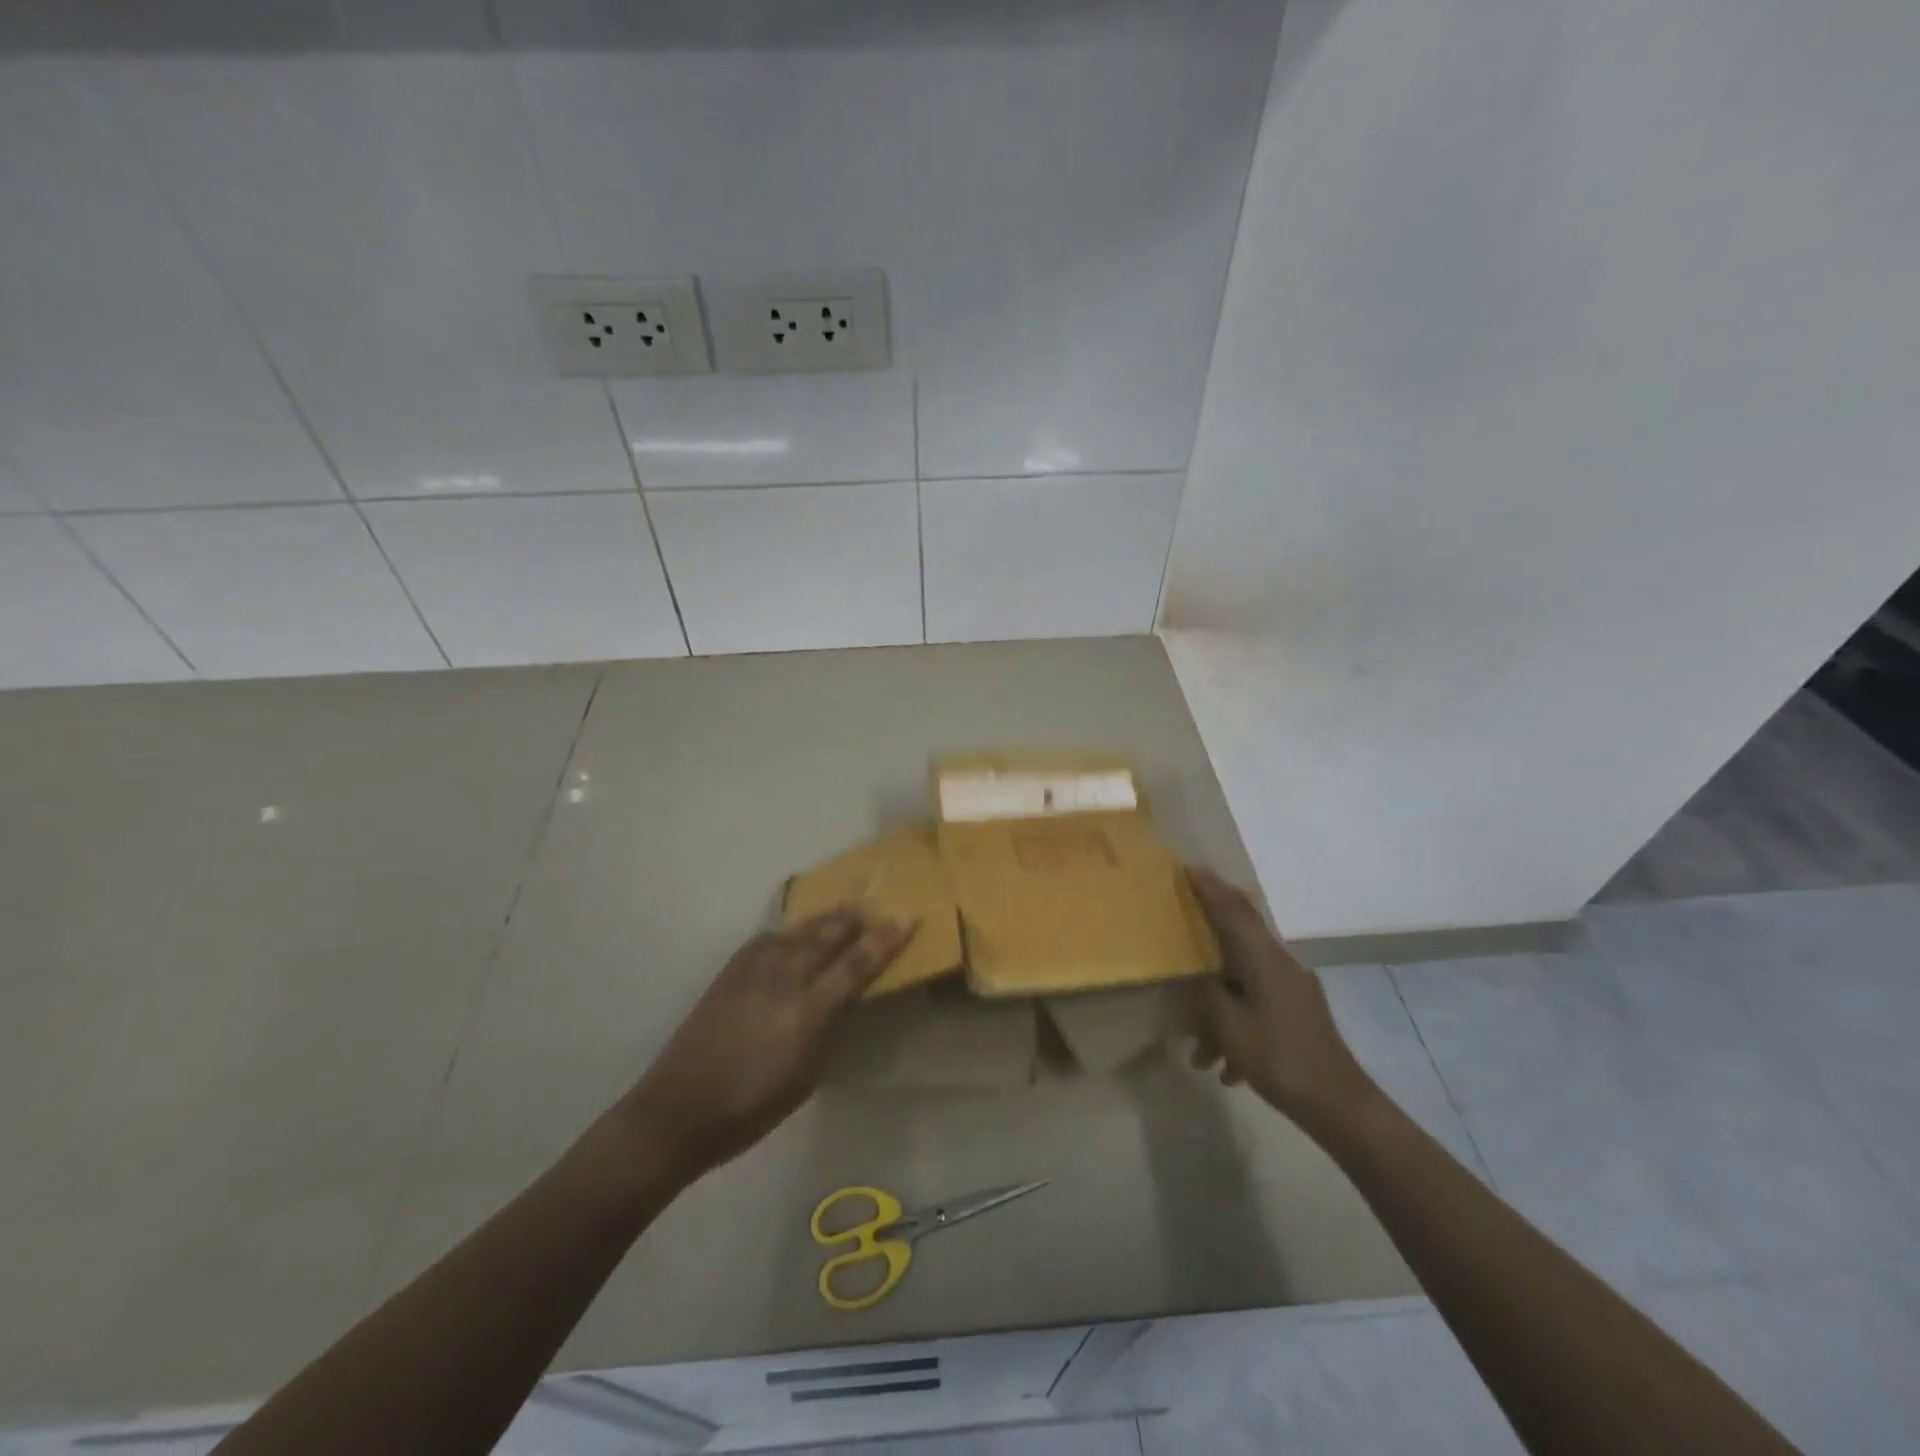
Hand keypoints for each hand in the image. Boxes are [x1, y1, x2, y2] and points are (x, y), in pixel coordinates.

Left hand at [624, 908, 916, 1184]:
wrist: (677, 1110)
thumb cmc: (750, 1108)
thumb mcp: (805, 1076)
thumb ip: (826, 1029)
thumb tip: (839, 1002)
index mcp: (807, 1011)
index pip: (856, 965)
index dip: (885, 940)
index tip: (908, 917)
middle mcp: (783, 979)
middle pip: (827, 936)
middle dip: (854, 920)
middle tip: (874, 907)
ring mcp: (752, 971)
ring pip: (797, 932)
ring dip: (823, 921)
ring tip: (841, 912)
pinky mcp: (729, 972)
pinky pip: (767, 941)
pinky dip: (788, 934)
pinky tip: (791, 936)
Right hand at [1186, 867, 1371, 1124]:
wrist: (1340, 1106)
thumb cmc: (1280, 1059)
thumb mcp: (1230, 1026)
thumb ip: (1208, 993)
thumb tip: (1200, 976)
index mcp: (1265, 960)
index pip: (1234, 910)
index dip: (1210, 888)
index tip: (1187, 868)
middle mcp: (1281, 966)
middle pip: (1237, 943)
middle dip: (1205, 953)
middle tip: (1178, 945)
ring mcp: (1293, 991)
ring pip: (1243, 984)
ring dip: (1218, 1012)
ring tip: (1199, 1054)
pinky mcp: (1298, 1015)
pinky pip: (1256, 1007)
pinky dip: (1236, 1028)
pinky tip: (1226, 1068)